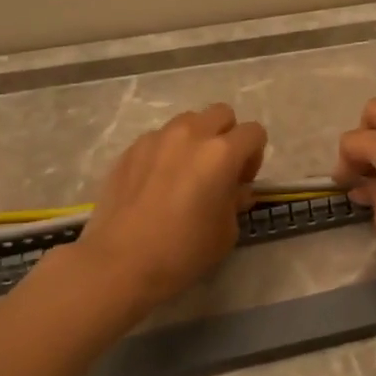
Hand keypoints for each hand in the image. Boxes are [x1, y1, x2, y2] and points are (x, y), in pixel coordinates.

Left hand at [73, 103, 267, 313]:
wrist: (121, 262)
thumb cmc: (183, 251)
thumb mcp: (226, 232)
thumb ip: (236, 201)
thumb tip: (235, 190)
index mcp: (221, 153)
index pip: (254, 132)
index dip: (254, 156)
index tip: (242, 182)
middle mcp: (190, 134)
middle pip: (222, 113)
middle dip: (227, 136)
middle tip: (219, 170)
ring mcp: (157, 138)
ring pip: (188, 121)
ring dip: (196, 139)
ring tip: (186, 173)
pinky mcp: (131, 149)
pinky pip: (159, 138)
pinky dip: (167, 152)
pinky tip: (157, 183)